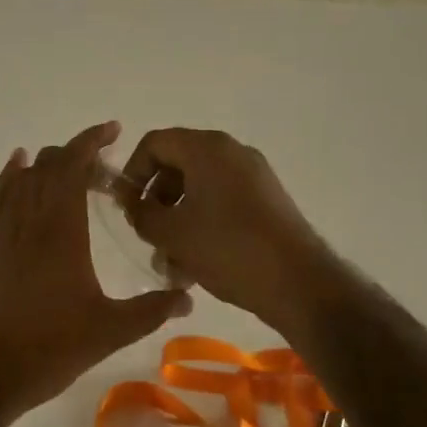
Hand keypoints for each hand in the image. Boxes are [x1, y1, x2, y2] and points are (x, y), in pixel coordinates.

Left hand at [0, 121, 192, 426]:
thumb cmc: (47, 349)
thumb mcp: (108, 332)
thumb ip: (150, 310)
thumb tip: (188, 296)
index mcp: (60, 232)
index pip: (72, 167)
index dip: (91, 141)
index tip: (113, 130)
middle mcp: (29, 222)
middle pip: (48, 167)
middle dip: (77, 154)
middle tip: (106, 169)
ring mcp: (4, 234)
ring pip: (23, 179)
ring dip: (48, 165)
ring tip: (72, 167)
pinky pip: (0, 199)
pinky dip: (11, 177)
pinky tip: (16, 170)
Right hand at [120, 128, 337, 334]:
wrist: (298, 283)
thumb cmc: (227, 248)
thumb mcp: (171, 233)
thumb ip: (140, 211)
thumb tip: (128, 199)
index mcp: (207, 148)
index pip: (155, 143)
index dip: (132, 172)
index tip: (127, 206)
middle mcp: (232, 152)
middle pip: (178, 164)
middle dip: (156, 200)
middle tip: (147, 234)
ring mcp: (253, 176)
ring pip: (200, 188)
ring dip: (177, 219)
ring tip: (170, 262)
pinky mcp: (267, 201)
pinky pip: (222, 201)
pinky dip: (203, 224)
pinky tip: (195, 264)